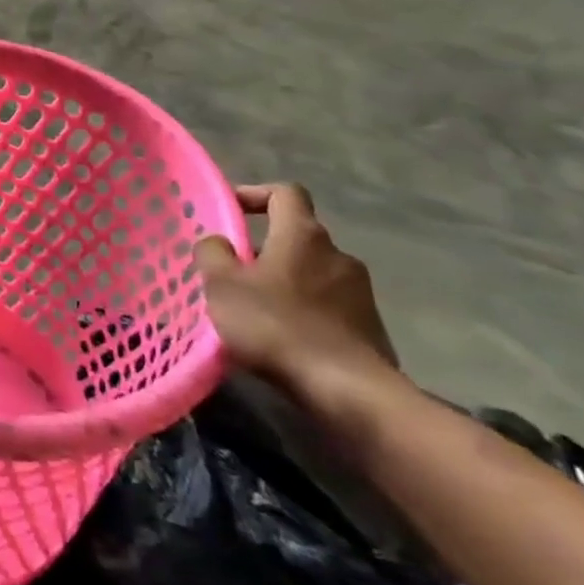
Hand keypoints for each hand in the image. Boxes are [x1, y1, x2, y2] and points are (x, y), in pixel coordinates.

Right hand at [196, 184, 397, 391]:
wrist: (350, 392)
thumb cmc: (277, 326)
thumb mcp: (222, 285)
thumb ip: (213, 253)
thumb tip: (219, 242)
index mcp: (303, 235)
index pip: (285, 193)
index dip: (255, 194)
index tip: (229, 211)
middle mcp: (338, 254)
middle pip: (296, 235)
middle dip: (263, 247)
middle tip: (232, 270)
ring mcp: (360, 292)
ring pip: (311, 272)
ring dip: (283, 280)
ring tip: (254, 308)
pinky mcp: (370, 327)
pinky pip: (328, 305)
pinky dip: (303, 310)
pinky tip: (282, 336)